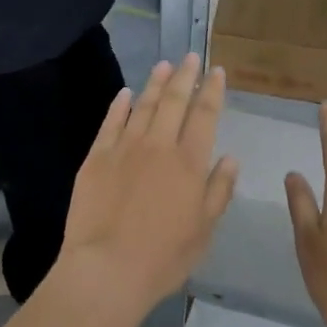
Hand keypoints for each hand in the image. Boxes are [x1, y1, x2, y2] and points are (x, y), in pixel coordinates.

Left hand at [55, 54, 238, 323]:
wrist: (106, 270)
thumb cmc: (163, 256)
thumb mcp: (204, 230)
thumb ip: (219, 190)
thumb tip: (230, 158)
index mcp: (189, 162)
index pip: (205, 115)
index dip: (212, 90)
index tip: (217, 71)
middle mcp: (159, 146)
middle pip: (174, 101)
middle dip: (185, 76)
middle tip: (191, 56)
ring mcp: (125, 148)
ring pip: (144, 105)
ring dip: (155, 83)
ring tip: (164, 65)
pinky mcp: (97, 158)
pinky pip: (111, 122)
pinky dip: (120, 105)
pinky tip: (126, 94)